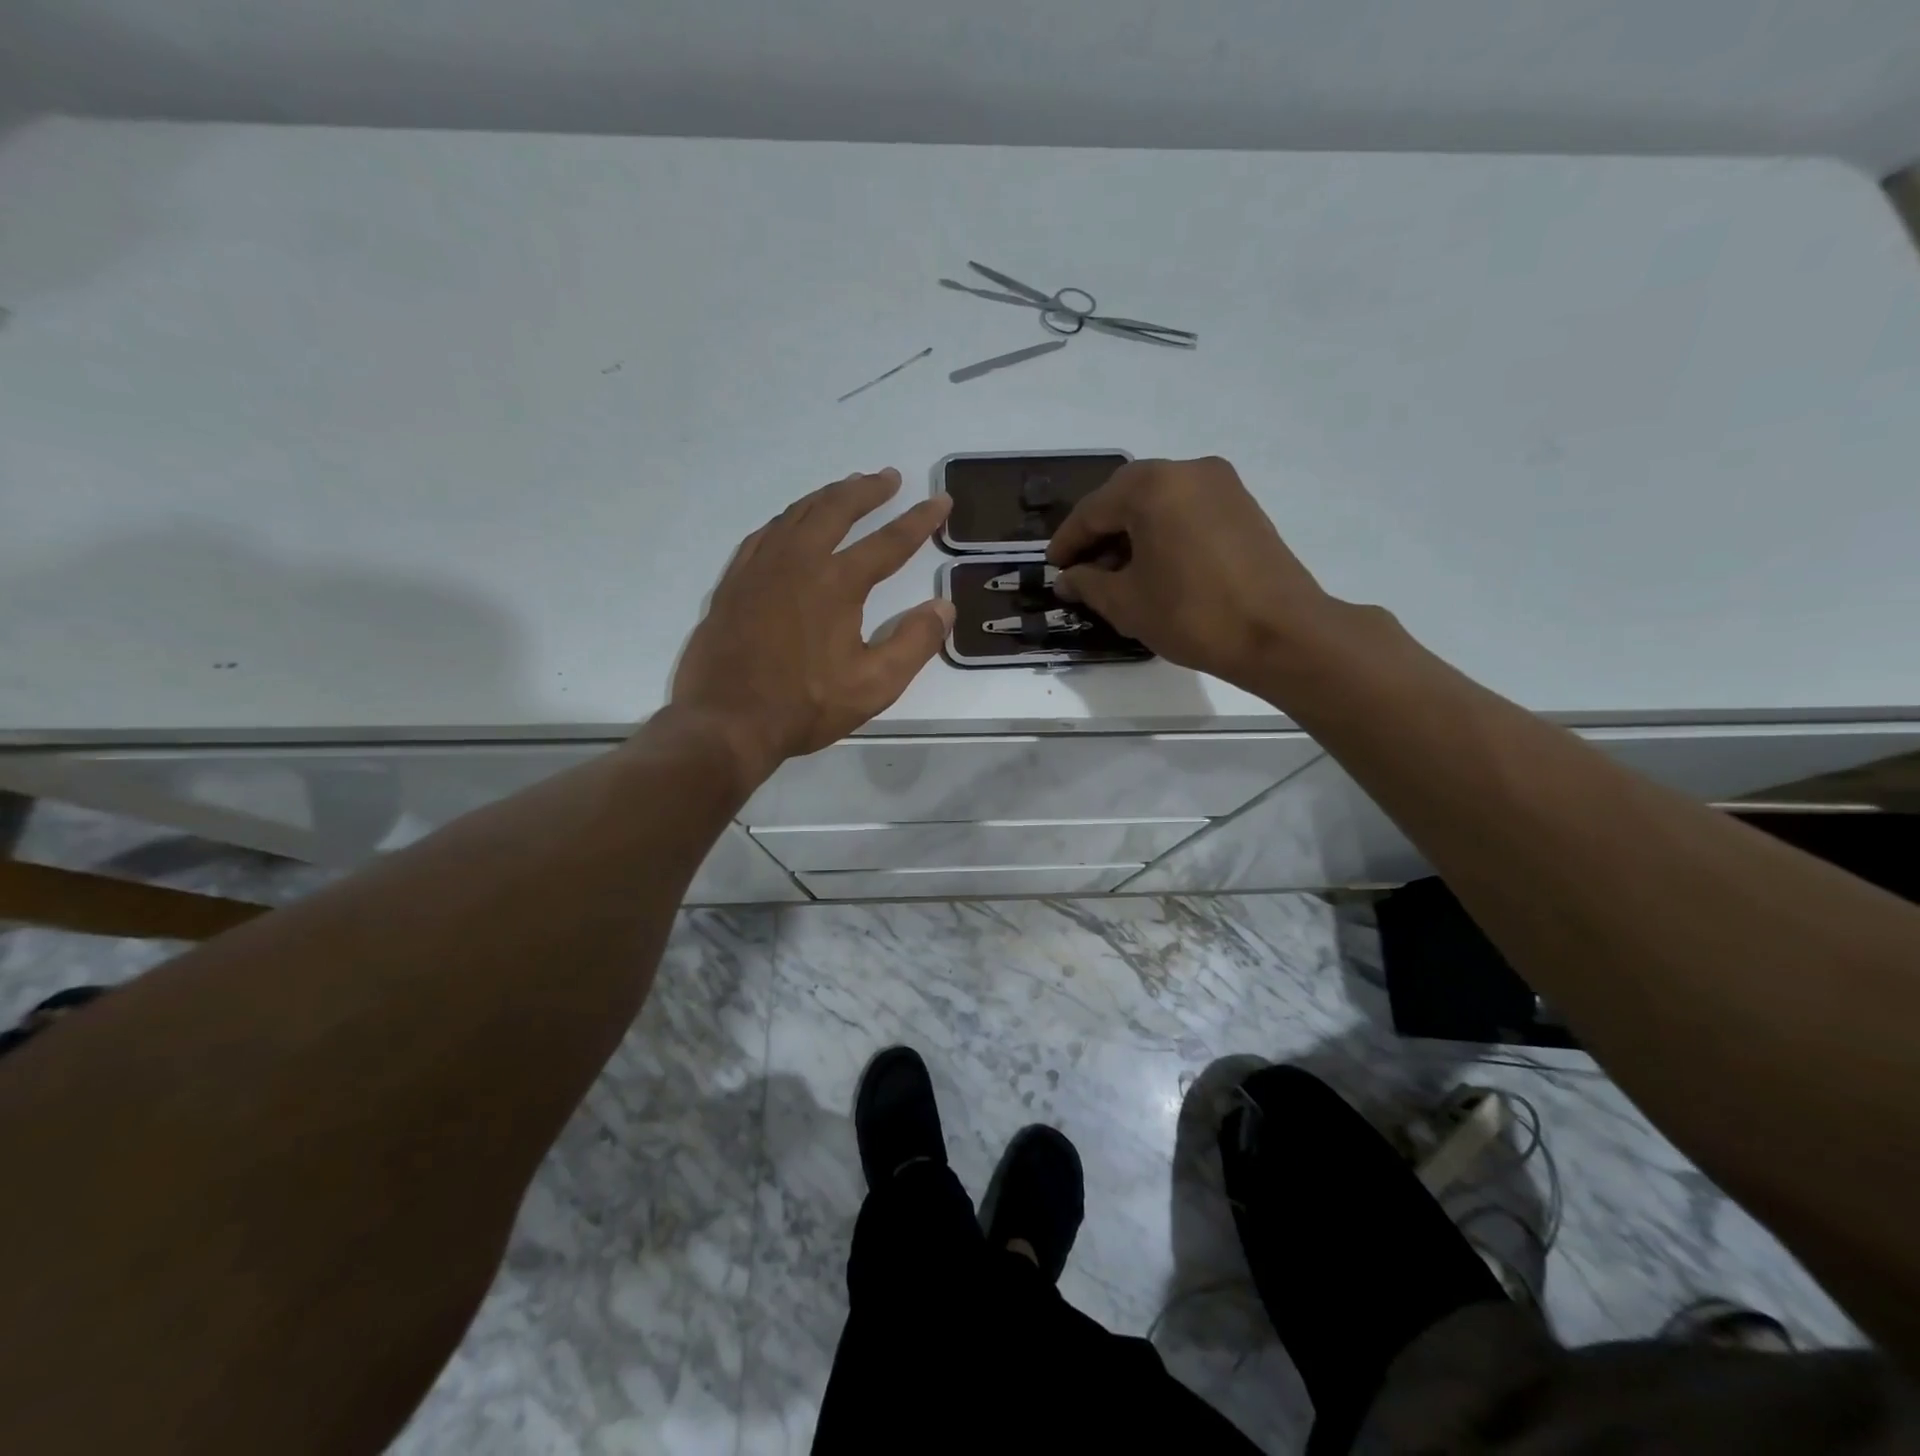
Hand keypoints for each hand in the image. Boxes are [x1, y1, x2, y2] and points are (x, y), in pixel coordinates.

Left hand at [671, 468, 954, 781]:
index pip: (889, 542)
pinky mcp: (733, 583)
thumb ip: (914, 642)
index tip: (940, 501)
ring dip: (827, 497)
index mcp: (837, 583)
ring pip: (796, 514)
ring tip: (846, 489)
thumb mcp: (874, 685)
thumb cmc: (805, 706)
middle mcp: (797, 562)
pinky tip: (791, 524)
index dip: (919, 521)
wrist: (726, 721)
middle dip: (867, 490)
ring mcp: (759, 568)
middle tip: (888, 478)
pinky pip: (764, 534)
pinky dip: (787, 519)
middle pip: (836, 509)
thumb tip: (944, 606)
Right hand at [1047, 456, 1347, 691]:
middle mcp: (1187, 470)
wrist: (1280, 633)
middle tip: (1082, 570)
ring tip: (1117, 574)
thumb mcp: (1126, 603)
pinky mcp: (1242, 505)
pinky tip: (1154, 566)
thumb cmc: (1192, 614)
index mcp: (1152, 486)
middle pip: (1125, 497)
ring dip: (1131, 532)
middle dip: (1099, 533)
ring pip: (1158, 501)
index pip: (1092, 510)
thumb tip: (1069, 579)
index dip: (1067, 543)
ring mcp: (1221, 484)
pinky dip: (1162, 531)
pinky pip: (1186, 509)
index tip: (1053, 569)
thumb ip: (1088, 583)